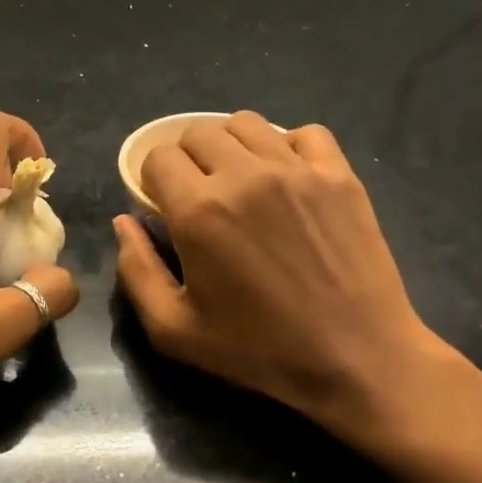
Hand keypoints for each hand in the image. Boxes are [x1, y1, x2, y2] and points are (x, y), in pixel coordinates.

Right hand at [113, 112, 459, 448]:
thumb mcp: (175, 330)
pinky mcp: (338, 174)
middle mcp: (244, 175)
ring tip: (240, 180)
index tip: (165, 205)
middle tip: (200, 195)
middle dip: (187, 159)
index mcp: (199, 210)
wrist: (358, 359)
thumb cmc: (260, 350)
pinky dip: (288, 146)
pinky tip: (287, 177)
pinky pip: (304, 133)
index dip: (153, 179)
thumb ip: (136, 270)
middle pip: (197, 133)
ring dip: (231, 146)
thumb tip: (123, 222)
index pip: (158, 157)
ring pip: (246, 124)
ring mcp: (296, 169)